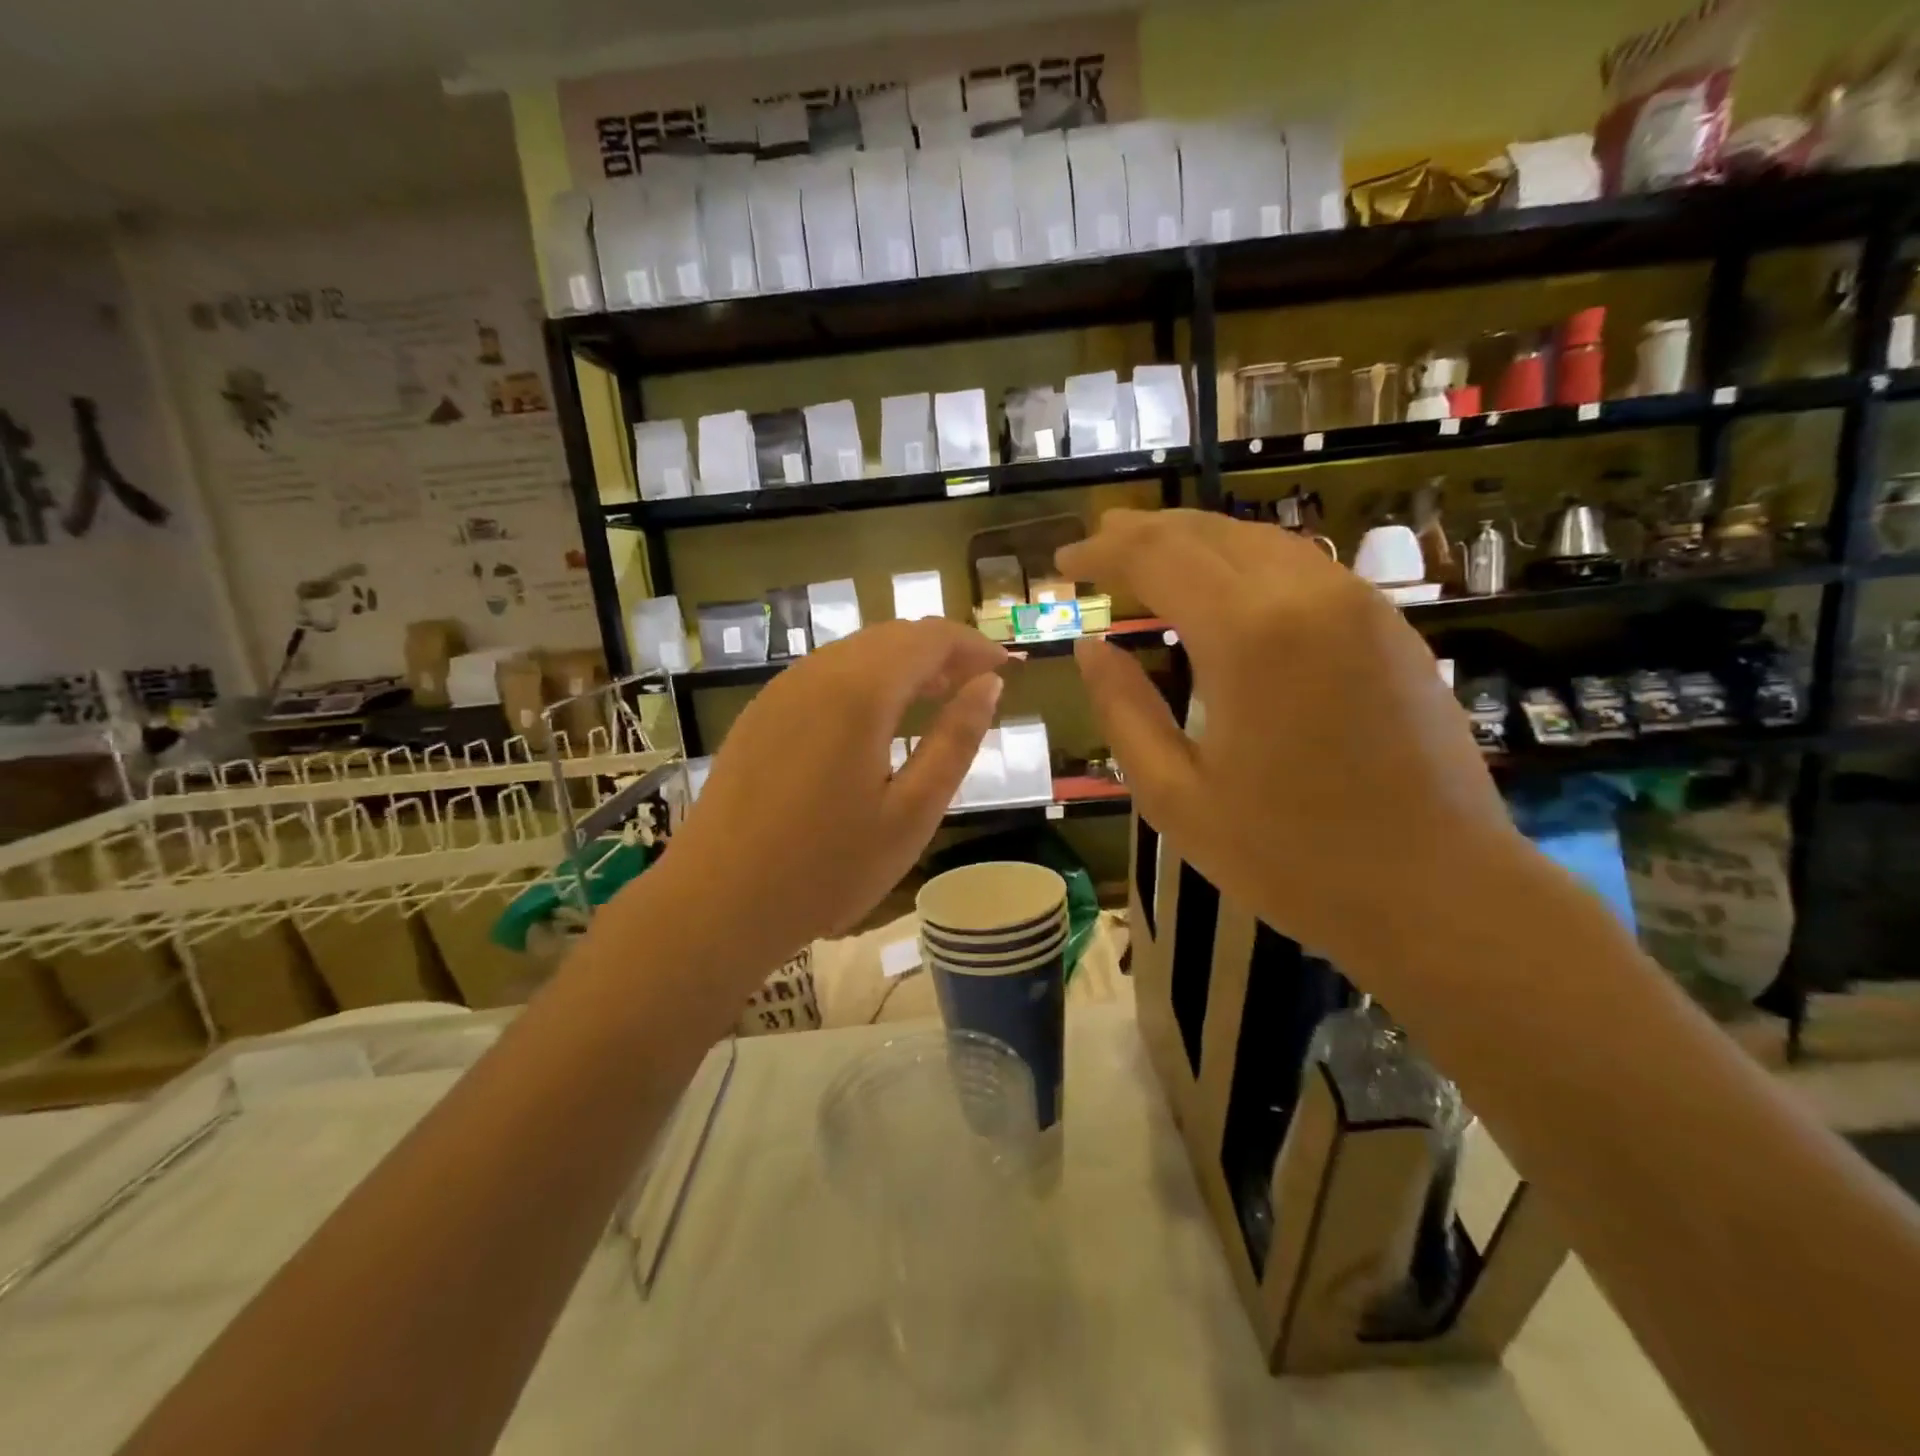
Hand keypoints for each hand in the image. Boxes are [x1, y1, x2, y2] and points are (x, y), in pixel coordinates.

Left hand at [650, 618, 1005, 984]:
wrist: (717, 903)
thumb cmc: (827, 868)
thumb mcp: (912, 813)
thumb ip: (955, 742)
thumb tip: (988, 687)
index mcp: (859, 692)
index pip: (928, 638)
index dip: (973, 646)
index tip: (1005, 670)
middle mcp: (816, 673)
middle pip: (891, 637)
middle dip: (940, 652)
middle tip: (975, 687)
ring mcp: (780, 691)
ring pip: (855, 653)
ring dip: (902, 665)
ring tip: (934, 700)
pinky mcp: (760, 714)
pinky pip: (825, 675)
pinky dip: (865, 681)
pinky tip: (875, 721)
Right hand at [1059, 509, 1521, 973]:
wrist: (1440, 892)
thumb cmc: (1292, 857)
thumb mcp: (1176, 796)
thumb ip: (1124, 710)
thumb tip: (1090, 647)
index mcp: (1249, 636)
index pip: (1158, 557)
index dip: (1103, 552)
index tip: (1063, 562)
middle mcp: (1307, 595)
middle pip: (1208, 532)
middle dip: (1143, 531)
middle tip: (1097, 544)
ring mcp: (1358, 604)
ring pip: (1259, 540)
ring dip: (1195, 541)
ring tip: (1148, 556)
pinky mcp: (1388, 625)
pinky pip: (1301, 567)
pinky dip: (1244, 562)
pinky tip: (1223, 589)